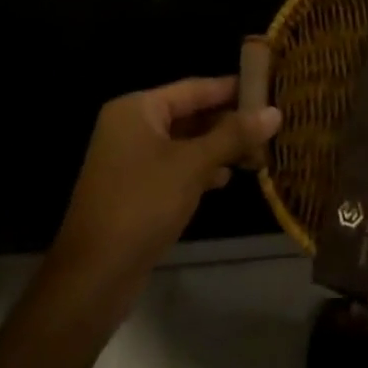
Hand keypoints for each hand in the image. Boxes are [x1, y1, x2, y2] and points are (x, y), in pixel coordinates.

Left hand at [52, 77, 280, 288]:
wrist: (92, 279)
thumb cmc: (142, 205)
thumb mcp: (193, 165)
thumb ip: (234, 136)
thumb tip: (275, 112)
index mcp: (137, 109)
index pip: (194, 88)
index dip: (232, 88)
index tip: (267, 88)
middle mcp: (131, 127)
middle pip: (189, 114)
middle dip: (228, 122)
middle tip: (269, 124)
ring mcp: (130, 160)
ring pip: (185, 143)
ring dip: (218, 147)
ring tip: (257, 152)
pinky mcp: (134, 190)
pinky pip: (175, 166)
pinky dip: (200, 169)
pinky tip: (226, 179)